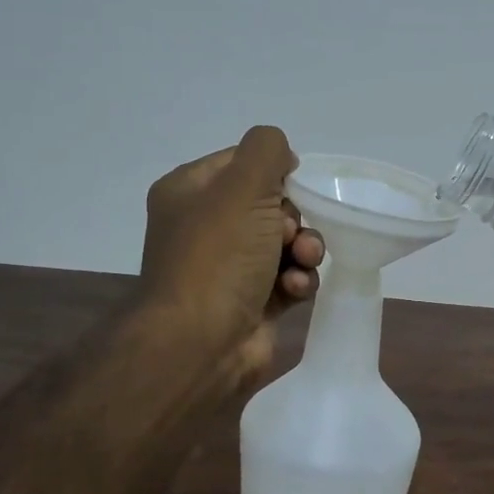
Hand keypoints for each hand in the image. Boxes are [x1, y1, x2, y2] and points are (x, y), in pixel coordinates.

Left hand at [139, 125, 325, 388]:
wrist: (201, 343)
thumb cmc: (218, 257)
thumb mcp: (243, 186)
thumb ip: (266, 150)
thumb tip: (282, 157)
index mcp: (189, 192)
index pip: (240, 163)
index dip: (273, 172)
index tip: (292, 185)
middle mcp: (205, 228)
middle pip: (269, 205)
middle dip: (291, 218)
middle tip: (286, 235)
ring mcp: (228, 268)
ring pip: (284, 244)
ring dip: (304, 250)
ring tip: (302, 261)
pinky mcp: (251, 302)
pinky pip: (288, 279)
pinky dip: (297, 281)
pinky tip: (293, 290)